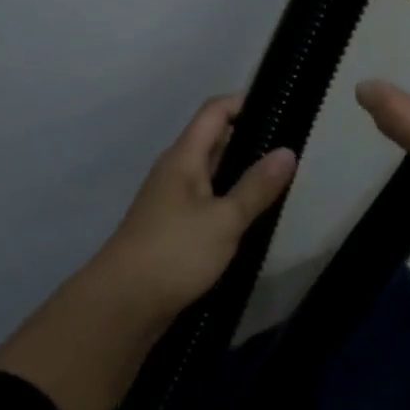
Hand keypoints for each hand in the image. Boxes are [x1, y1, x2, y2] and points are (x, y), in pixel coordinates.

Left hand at [90, 93, 296, 319]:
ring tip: (277, 179)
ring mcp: (170, 200)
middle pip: (213, 139)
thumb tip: (287, 151)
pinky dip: (228, 198)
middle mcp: (175, 170)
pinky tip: (249, 215)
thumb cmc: (174, 252)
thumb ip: (256, 186)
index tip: (279, 107)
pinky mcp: (171, 228)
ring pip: (210, 172)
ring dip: (240, 171)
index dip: (244, 102)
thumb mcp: (224, 220)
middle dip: (249, 138)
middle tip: (288, 147)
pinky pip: (205, 199)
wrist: (120, 307)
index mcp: (184, 157)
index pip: (214, 111)